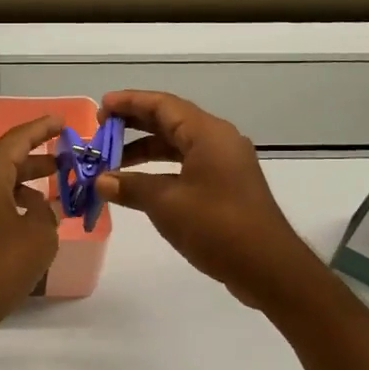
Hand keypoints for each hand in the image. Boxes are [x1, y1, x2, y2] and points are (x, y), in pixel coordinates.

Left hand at [0, 117, 61, 337]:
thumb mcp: (39, 238)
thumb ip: (45, 214)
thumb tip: (36, 209)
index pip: (16, 140)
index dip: (41, 129)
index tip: (62, 122)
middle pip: (3, 163)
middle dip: (35, 162)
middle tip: (64, 163)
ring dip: (21, 189)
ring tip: (51, 200)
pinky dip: (5, 207)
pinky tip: (25, 226)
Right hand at [96, 91, 322, 308]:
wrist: (267, 267)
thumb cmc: (216, 227)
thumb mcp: (166, 204)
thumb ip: (131, 187)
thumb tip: (101, 181)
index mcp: (207, 133)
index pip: (162, 105)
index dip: (129, 102)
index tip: (101, 107)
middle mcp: (218, 140)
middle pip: (170, 120)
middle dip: (134, 124)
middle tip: (101, 130)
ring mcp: (224, 163)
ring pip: (178, 144)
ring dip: (145, 149)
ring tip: (112, 160)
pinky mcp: (226, 185)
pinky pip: (187, 164)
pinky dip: (161, 169)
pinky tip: (139, 184)